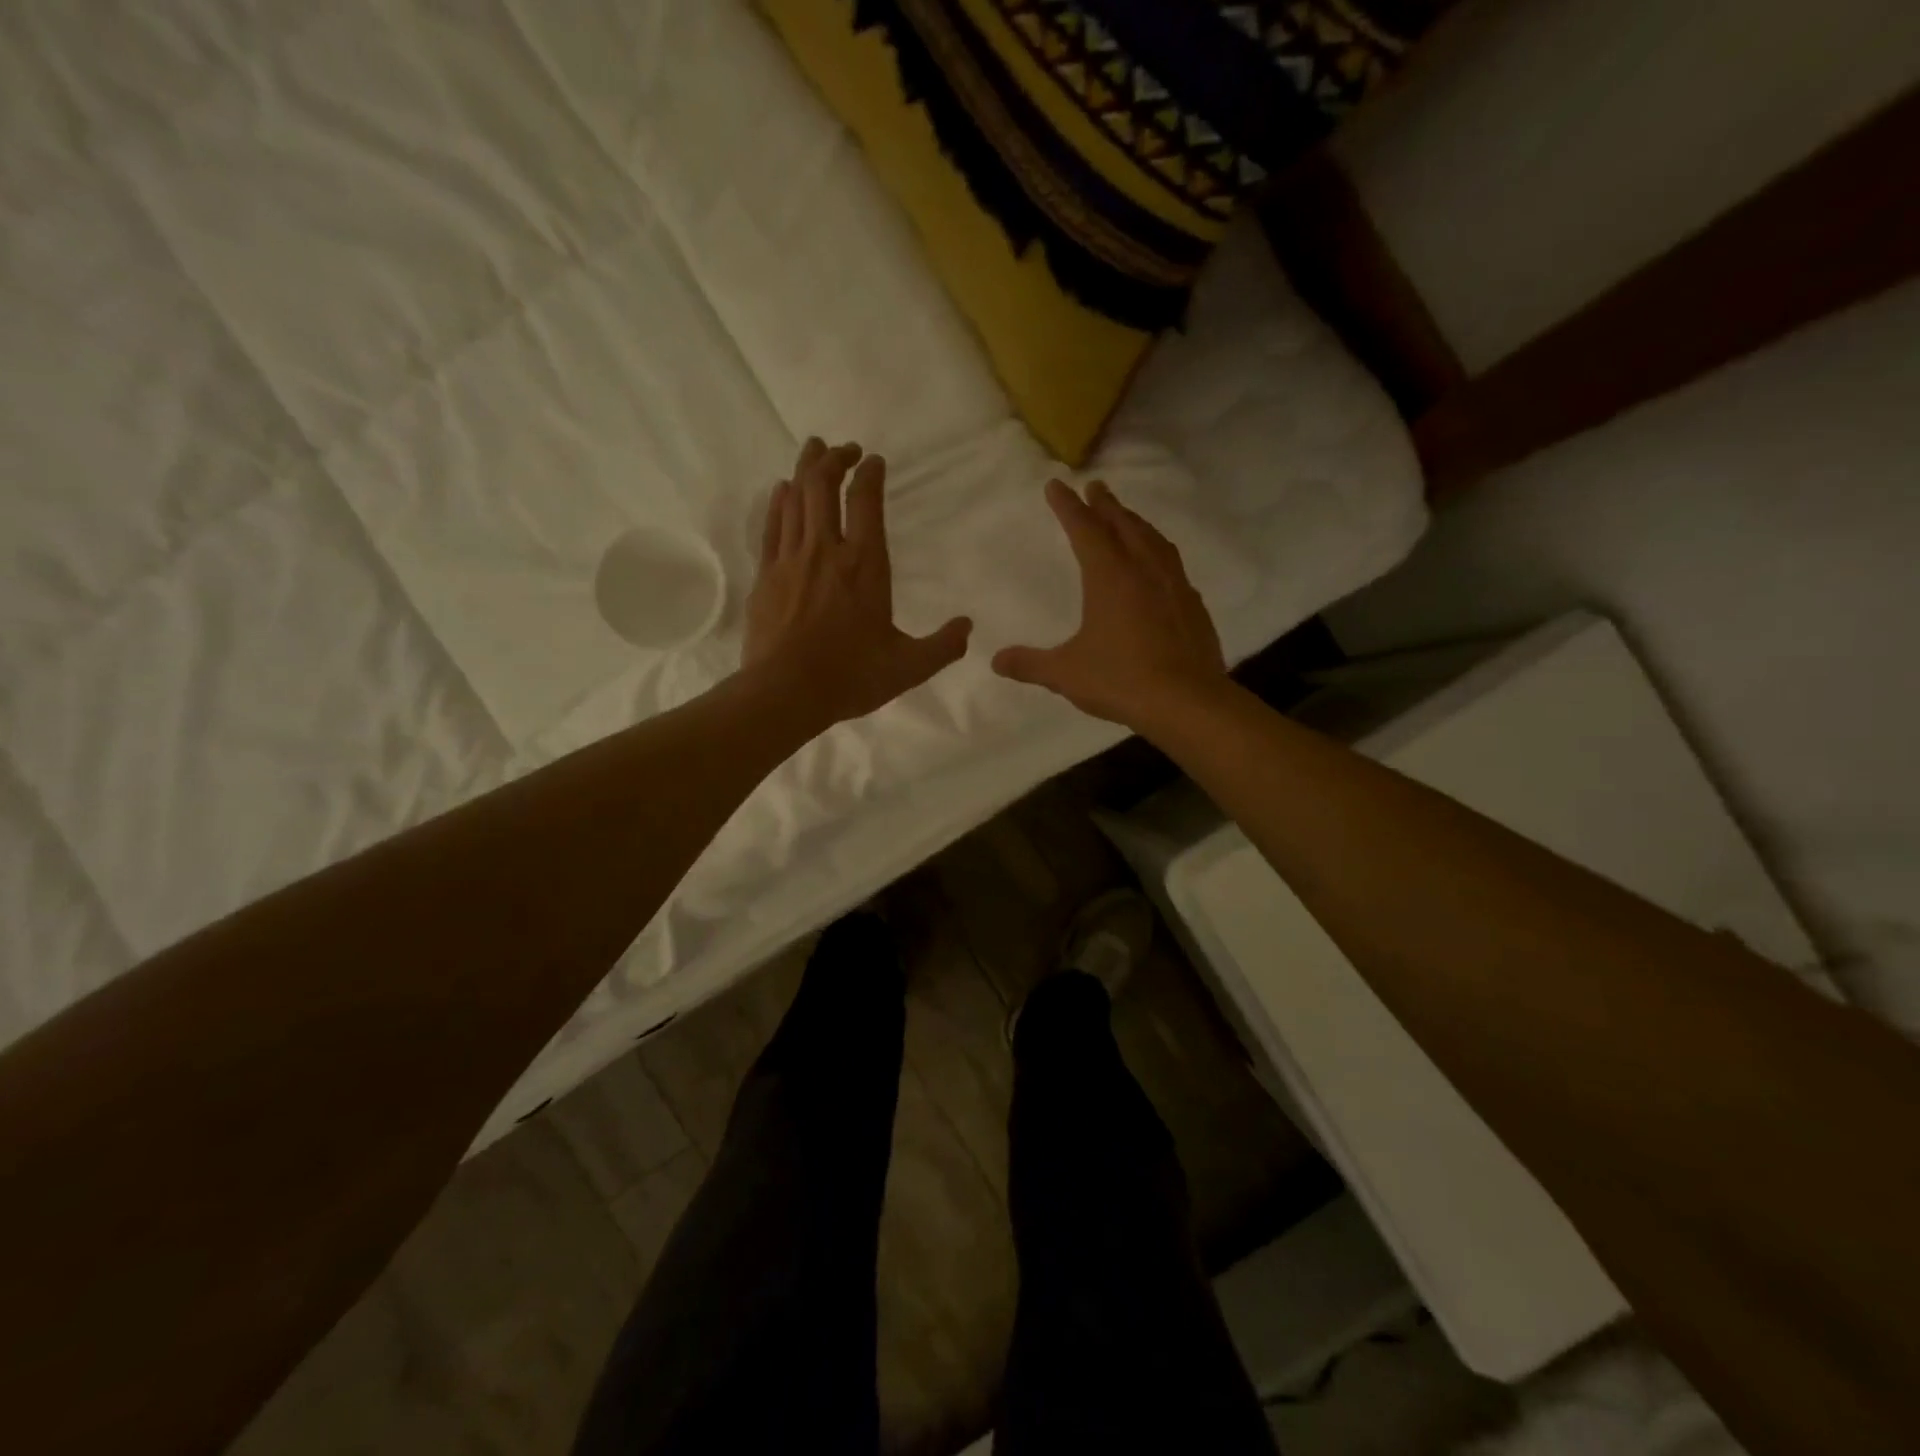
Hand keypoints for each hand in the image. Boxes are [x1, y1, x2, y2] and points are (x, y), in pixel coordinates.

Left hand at [743, 438, 971, 729]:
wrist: (785, 692)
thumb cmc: (851, 677)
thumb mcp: (909, 667)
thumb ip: (943, 646)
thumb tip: (968, 627)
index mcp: (865, 565)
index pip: (865, 501)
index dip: (869, 474)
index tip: (874, 461)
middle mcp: (826, 550)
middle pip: (823, 486)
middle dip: (834, 459)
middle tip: (844, 449)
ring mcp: (791, 559)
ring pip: (795, 497)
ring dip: (806, 468)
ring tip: (814, 450)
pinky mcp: (766, 575)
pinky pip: (772, 525)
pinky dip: (779, 501)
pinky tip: (782, 490)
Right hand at [992, 479, 1225, 730]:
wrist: (1187, 701)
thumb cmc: (1121, 680)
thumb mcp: (1066, 674)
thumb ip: (1030, 664)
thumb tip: (996, 661)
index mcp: (1110, 576)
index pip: (1084, 529)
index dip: (1068, 506)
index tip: (1056, 485)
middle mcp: (1144, 570)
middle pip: (1123, 525)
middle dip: (1106, 505)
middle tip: (1096, 486)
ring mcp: (1174, 585)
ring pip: (1153, 540)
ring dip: (1136, 522)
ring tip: (1127, 517)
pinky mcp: (1193, 606)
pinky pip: (1172, 564)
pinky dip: (1158, 551)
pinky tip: (1159, 564)